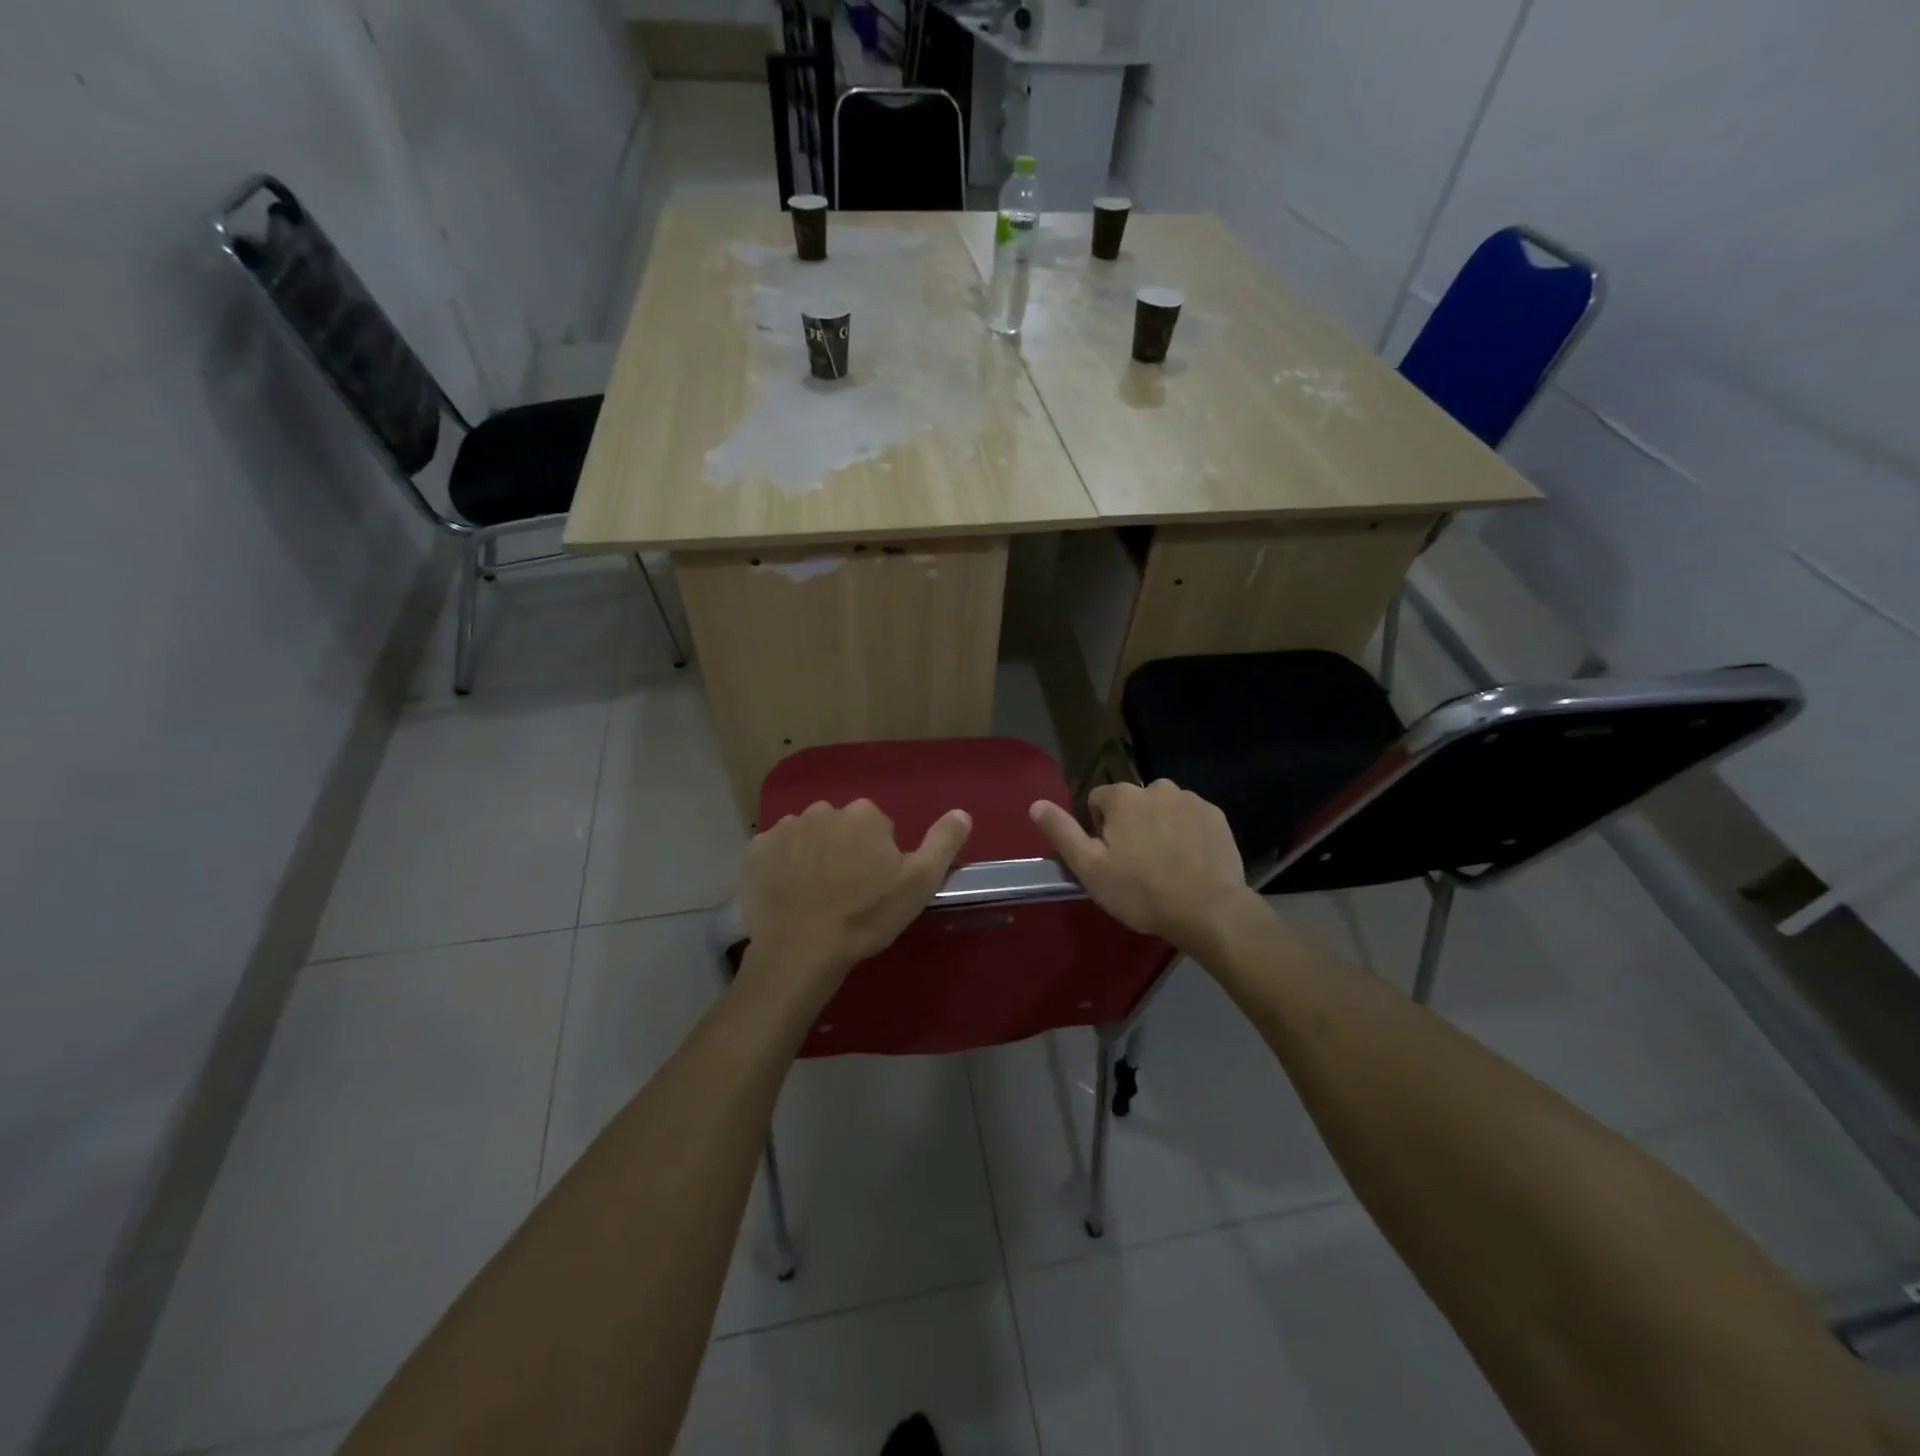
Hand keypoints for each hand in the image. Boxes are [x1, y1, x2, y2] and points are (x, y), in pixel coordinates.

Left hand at [738, 799, 971, 1009]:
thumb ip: (943, 842)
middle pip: (839, 828)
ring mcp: (784, 828)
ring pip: (806, 837)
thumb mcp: (919, 882)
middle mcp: (822, 810)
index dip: (877, 856)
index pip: (876, 827)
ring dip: (811, 856)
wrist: (802, 949)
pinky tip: (787, 895)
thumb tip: (962, 812)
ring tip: (813, 896)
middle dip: (842, 850)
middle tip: (844, 892)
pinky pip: (774, 852)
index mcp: (864, 814)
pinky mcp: (755, 851)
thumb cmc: (866, 915)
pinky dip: (781, 867)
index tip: (873, 886)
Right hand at [1030, 780, 1256, 953]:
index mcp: (1123, 796)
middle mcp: (1157, 787)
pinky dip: (1187, 835)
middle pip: (1133, 804)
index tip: (1109, 859)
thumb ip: (1062, 832)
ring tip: (1165, 867)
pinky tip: (1189, 864)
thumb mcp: (1089, 867)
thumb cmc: (1140, 890)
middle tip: (1136, 866)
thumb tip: (1036, 804)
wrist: (1208, 910)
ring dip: (1160, 828)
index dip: (1098, 830)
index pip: (1098, 801)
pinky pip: (1191, 819)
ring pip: (1163, 810)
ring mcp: (1191, 800)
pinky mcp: (1217, 817)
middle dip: (1131, 827)